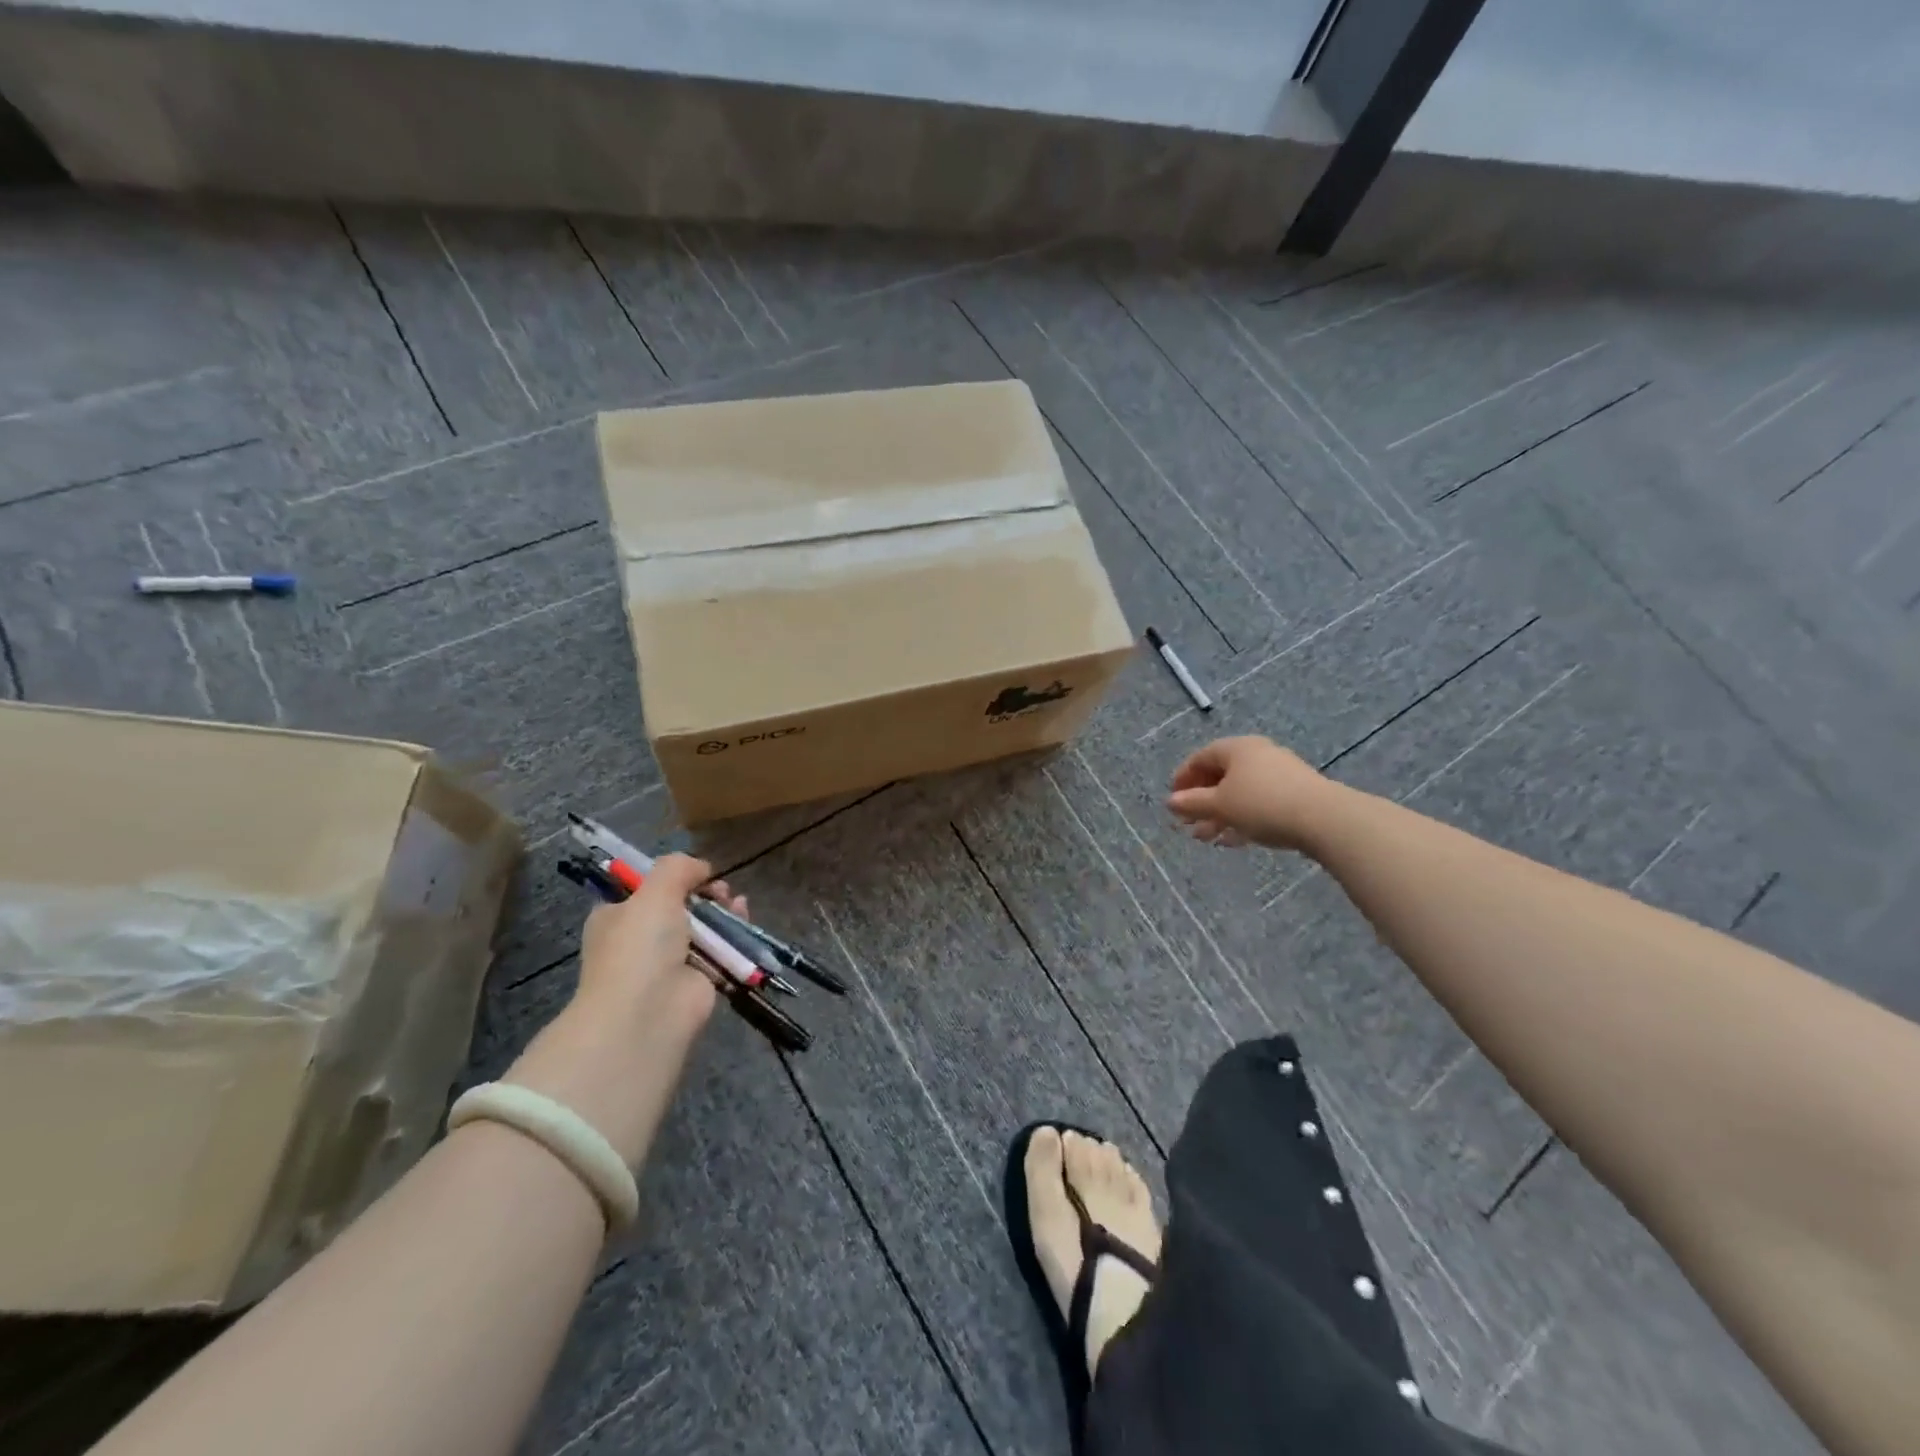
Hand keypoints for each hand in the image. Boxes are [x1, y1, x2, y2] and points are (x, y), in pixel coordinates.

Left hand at [575, 853, 742, 1030]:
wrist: (648, 1012)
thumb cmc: (640, 946)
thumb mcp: (654, 891)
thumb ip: (678, 867)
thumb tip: (701, 867)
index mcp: (615, 917)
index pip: (642, 889)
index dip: (669, 876)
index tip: (693, 870)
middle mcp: (640, 939)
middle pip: (678, 904)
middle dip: (702, 891)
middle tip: (719, 888)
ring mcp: (669, 961)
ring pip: (702, 925)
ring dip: (721, 909)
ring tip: (734, 900)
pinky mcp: (699, 978)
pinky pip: (720, 947)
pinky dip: (734, 932)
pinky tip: (743, 916)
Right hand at [1167, 736, 1334, 852]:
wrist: (1324, 819)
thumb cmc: (1262, 804)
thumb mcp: (1220, 805)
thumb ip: (1192, 803)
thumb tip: (1170, 802)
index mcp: (1236, 748)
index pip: (1201, 758)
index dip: (1183, 778)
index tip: (1172, 800)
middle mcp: (1257, 755)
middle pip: (1221, 776)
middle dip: (1201, 802)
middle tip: (1187, 823)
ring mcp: (1279, 774)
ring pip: (1240, 793)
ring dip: (1219, 815)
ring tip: (1205, 838)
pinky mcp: (1295, 795)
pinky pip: (1259, 804)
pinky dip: (1242, 819)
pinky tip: (1232, 841)